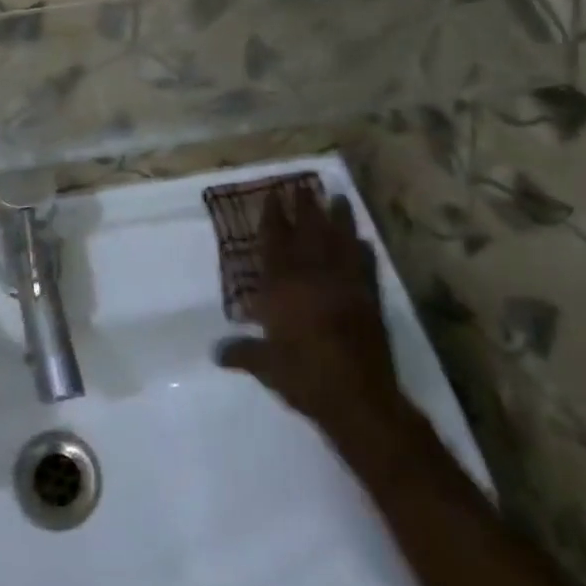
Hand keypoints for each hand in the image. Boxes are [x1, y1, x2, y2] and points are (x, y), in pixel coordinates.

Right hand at [215, 191, 410, 449]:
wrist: (359, 399)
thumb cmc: (305, 377)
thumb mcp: (265, 367)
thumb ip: (241, 353)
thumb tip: (215, 351)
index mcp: (283, 286)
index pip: (275, 242)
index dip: (273, 217)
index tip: (273, 195)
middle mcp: (313, 276)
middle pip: (308, 231)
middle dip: (304, 206)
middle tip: (303, 185)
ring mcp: (345, 284)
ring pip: (340, 241)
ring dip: (339, 218)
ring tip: (339, 197)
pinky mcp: (369, 299)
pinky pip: (365, 265)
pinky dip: (363, 250)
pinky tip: (362, 239)